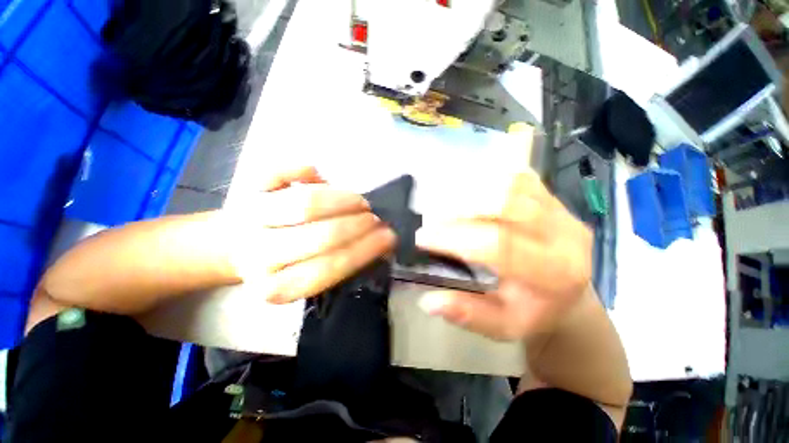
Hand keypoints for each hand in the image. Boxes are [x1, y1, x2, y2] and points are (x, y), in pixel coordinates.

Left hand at [230, 166, 395, 302]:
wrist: (236, 247)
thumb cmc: (281, 264)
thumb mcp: (308, 277)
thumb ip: (340, 263)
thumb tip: (379, 242)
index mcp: (276, 287)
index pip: (329, 266)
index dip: (364, 249)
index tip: (388, 237)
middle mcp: (258, 256)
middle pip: (320, 235)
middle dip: (358, 225)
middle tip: (376, 219)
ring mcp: (249, 219)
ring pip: (305, 204)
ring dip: (342, 200)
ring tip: (361, 203)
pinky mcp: (245, 190)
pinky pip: (277, 174)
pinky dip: (303, 170)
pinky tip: (320, 175)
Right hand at [415, 171, 592, 340]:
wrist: (567, 289)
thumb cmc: (534, 309)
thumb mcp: (502, 325)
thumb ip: (468, 314)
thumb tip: (428, 301)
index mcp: (555, 272)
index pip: (499, 245)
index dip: (455, 237)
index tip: (423, 237)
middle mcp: (563, 233)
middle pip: (506, 204)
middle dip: (460, 208)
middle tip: (431, 217)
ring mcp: (559, 208)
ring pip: (510, 184)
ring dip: (470, 191)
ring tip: (443, 203)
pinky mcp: (551, 195)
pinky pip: (516, 177)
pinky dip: (486, 180)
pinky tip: (466, 192)